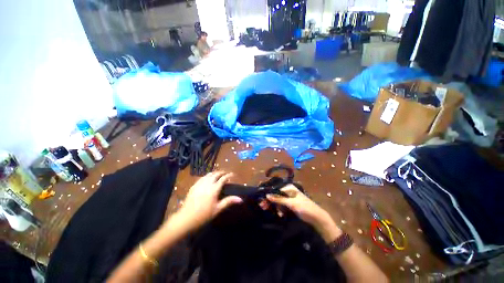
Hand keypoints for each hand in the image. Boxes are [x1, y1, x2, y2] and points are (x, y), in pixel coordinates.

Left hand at [175, 171, 241, 231]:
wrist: (186, 218)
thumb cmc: (204, 215)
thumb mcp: (218, 209)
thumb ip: (229, 201)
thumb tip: (240, 199)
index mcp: (214, 189)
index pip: (223, 178)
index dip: (228, 175)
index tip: (233, 174)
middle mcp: (207, 184)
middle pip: (216, 174)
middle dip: (222, 172)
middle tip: (226, 174)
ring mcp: (199, 184)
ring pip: (208, 174)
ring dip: (214, 173)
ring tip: (218, 175)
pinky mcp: (194, 186)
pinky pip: (202, 177)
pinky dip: (207, 176)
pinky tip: (207, 179)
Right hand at [266, 185, 341, 242]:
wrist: (316, 218)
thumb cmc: (304, 208)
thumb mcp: (291, 203)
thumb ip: (278, 199)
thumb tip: (267, 195)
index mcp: (289, 187)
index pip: (276, 190)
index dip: (269, 195)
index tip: (262, 201)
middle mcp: (288, 190)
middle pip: (276, 195)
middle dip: (270, 201)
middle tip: (263, 207)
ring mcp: (290, 197)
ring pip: (278, 200)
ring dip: (276, 207)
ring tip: (276, 214)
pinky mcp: (291, 204)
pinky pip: (282, 205)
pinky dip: (280, 209)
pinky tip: (280, 214)